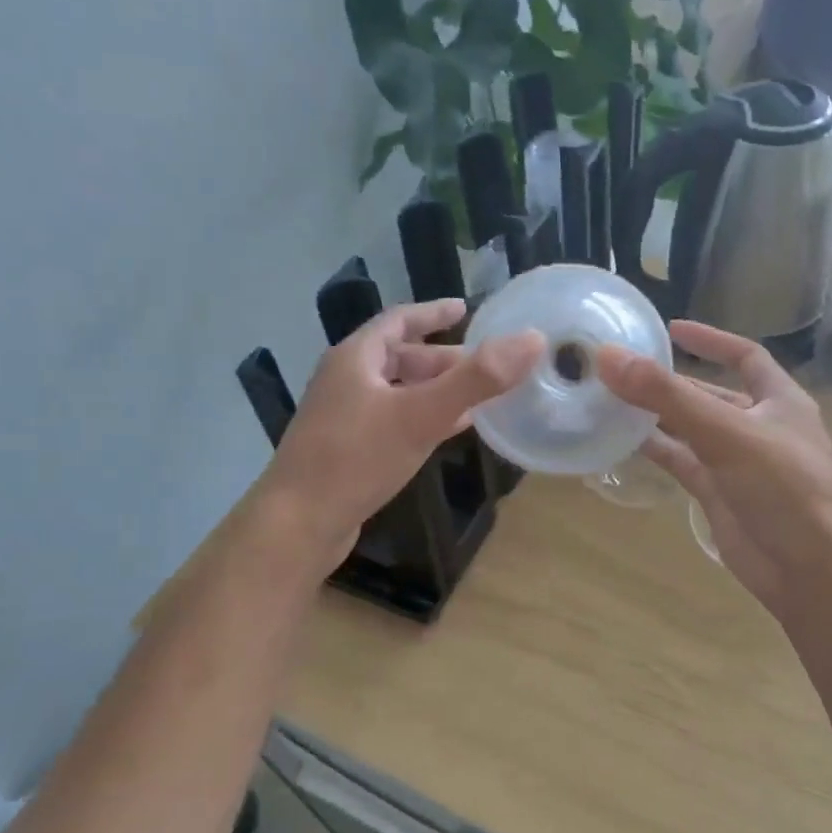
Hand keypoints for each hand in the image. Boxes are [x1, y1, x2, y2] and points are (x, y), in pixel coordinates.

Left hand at [252, 300, 541, 572]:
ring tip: (476, 398)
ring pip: (397, 391)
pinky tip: (446, 432)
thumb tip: (532, 340)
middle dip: (443, 359)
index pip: (399, 320)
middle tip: (485, 366)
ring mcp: (343, 417)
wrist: (298, 523)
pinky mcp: (346, 450)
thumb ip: (477, 379)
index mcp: (356, 358)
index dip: (434, 313)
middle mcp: (346, 380)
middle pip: (400, 357)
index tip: (466, 309)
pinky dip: (422, 417)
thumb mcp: (421, 415)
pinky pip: (392, 420)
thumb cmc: (356, 459)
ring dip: (435, 390)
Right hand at [597, 320, 831, 615]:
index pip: (745, 356)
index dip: (711, 340)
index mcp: (780, 400)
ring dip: (657, 415)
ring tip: (612, 399)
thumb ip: (668, 396)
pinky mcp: (718, 493)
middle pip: (710, 394)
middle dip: (671, 381)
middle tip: (623, 368)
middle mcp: (759, 426)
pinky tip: (622, 439)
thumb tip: (610, 357)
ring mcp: (737, 462)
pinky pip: (682, 461)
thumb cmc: (782, 488)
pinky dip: (656, 449)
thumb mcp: (727, 433)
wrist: (805, 568)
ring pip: (691, 429)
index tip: (670, 329)